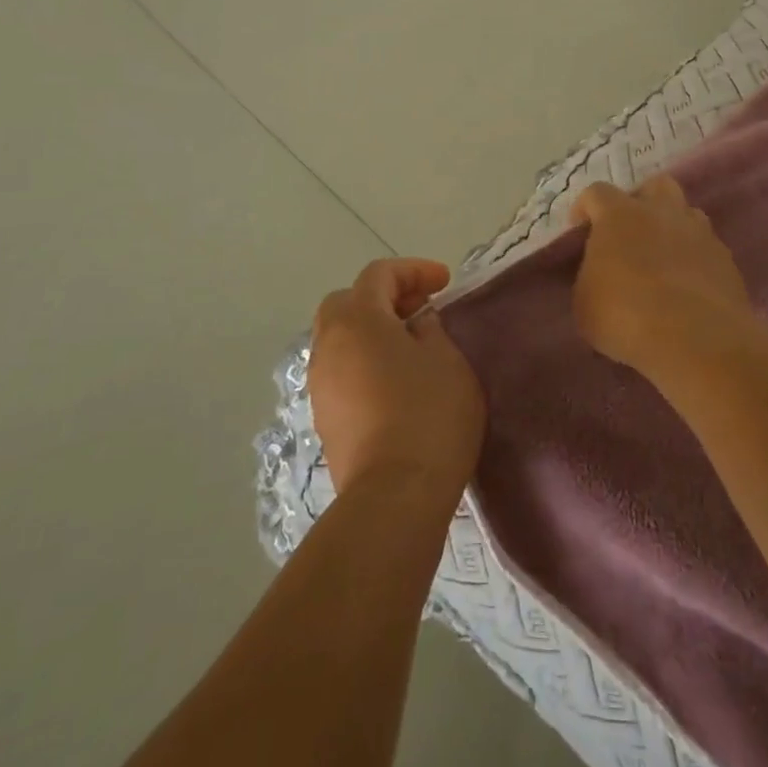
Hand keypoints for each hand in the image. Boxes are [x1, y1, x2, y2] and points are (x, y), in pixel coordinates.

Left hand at [309, 259, 484, 506]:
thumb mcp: (446, 359)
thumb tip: (416, 322)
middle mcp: (329, 345)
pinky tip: (395, 379)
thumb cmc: (428, 414)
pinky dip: (365, 359)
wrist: (394, 495)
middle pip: (348, 302)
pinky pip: (341, 370)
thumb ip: (430, 329)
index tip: (445, 283)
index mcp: (358, 320)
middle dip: (384, 297)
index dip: (414, 271)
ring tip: (411, 344)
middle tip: (420, 309)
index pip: (379, 275)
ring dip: (372, 330)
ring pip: (340, 337)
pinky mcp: (325, 418)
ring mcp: (321, 384)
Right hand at [569, 177, 763, 377]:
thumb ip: (589, 278)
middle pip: (654, 186)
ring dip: (672, 228)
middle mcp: (661, 212)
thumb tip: (598, 275)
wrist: (695, 338)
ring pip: (687, 213)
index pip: (596, 193)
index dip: (584, 208)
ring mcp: (699, 233)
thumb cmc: (625, 314)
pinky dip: (694, 258)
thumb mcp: (584, 302)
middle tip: (630, 232)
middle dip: (641, 202)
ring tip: (662, 258)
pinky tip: (687, 285)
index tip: (579, 230)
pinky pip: (706, 247)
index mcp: (619, 215)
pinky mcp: (725, 259)